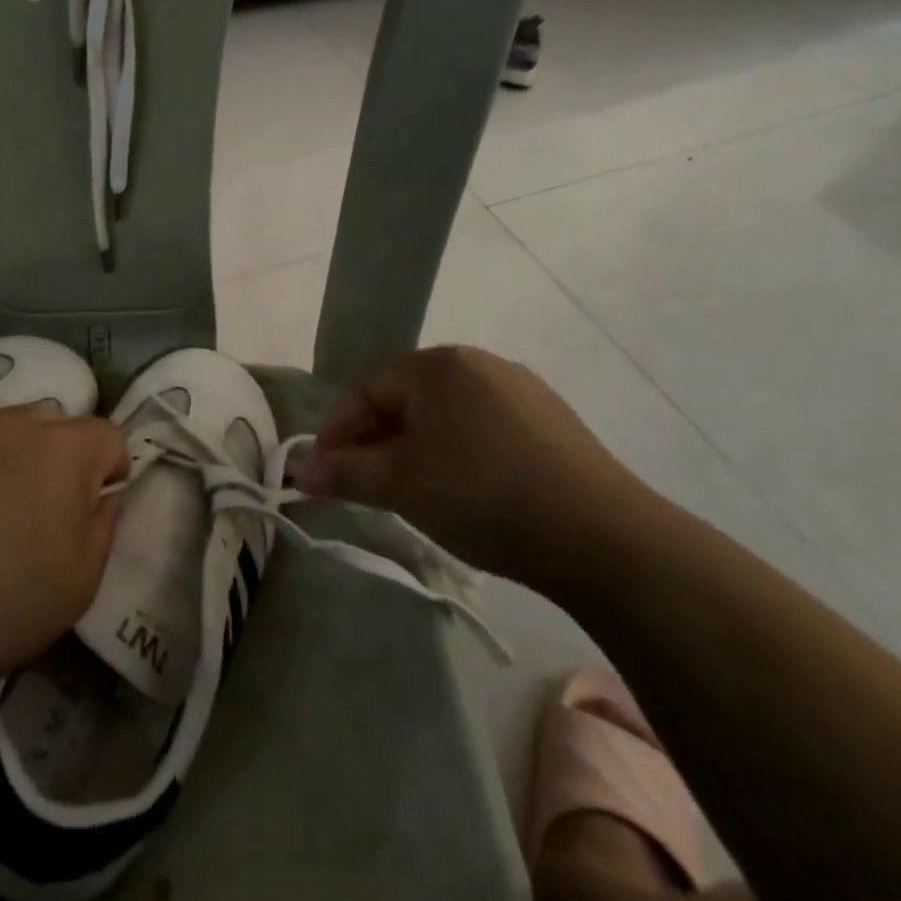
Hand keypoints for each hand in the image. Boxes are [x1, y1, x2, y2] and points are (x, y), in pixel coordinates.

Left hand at [0, 406, 127, 705]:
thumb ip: (105, 521)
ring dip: (21, 457)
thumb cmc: (4, 606)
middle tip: (47, 511)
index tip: (93, 511)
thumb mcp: (83, 577)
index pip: (108, 436)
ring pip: (13, 429)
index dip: (111, 472)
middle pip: (59, 425)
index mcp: (62, 447)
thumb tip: (102, 493)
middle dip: (66, 458)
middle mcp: (14, 422)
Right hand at [294, 345, 646, 581]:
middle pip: (406, 399)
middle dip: (375, 441)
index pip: (367, 389)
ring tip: (408, 492)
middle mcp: (480, 363)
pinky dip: (456, 454)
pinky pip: (483, 429)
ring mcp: (522, 390)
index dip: (337, 431)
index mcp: (439, 364)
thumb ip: (345, 473)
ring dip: (414, 449)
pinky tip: (463, 491)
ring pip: (445, 416)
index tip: (321, 474)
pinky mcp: (552, 422)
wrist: (601, 537)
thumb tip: (300, 472)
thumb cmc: (482, 495)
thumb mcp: (401, 484)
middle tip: (360, 485)